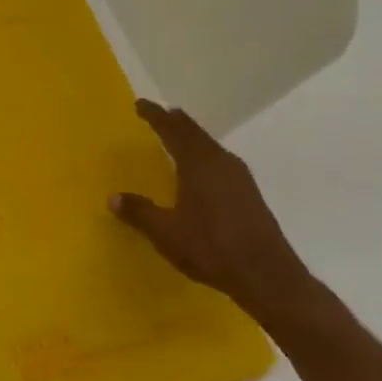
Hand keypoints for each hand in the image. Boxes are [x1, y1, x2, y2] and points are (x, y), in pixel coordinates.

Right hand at [110, 100, 333, 334]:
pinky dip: (203, 156)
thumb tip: (113, 198)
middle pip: (195, 134)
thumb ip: (140, 212)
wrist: (268, 276)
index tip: (141, 104)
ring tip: (177, 137)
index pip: (173, 131)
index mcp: (199, 165)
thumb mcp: (165, 232)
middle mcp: (221, 164)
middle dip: (176, 123)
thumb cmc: (211, 248)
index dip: (156, 116)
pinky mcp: (249, 195)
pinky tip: (200, 170)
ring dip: (192, 139)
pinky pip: (220, 162)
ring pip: (210, 148)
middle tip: (159, 114)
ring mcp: (239, 179)